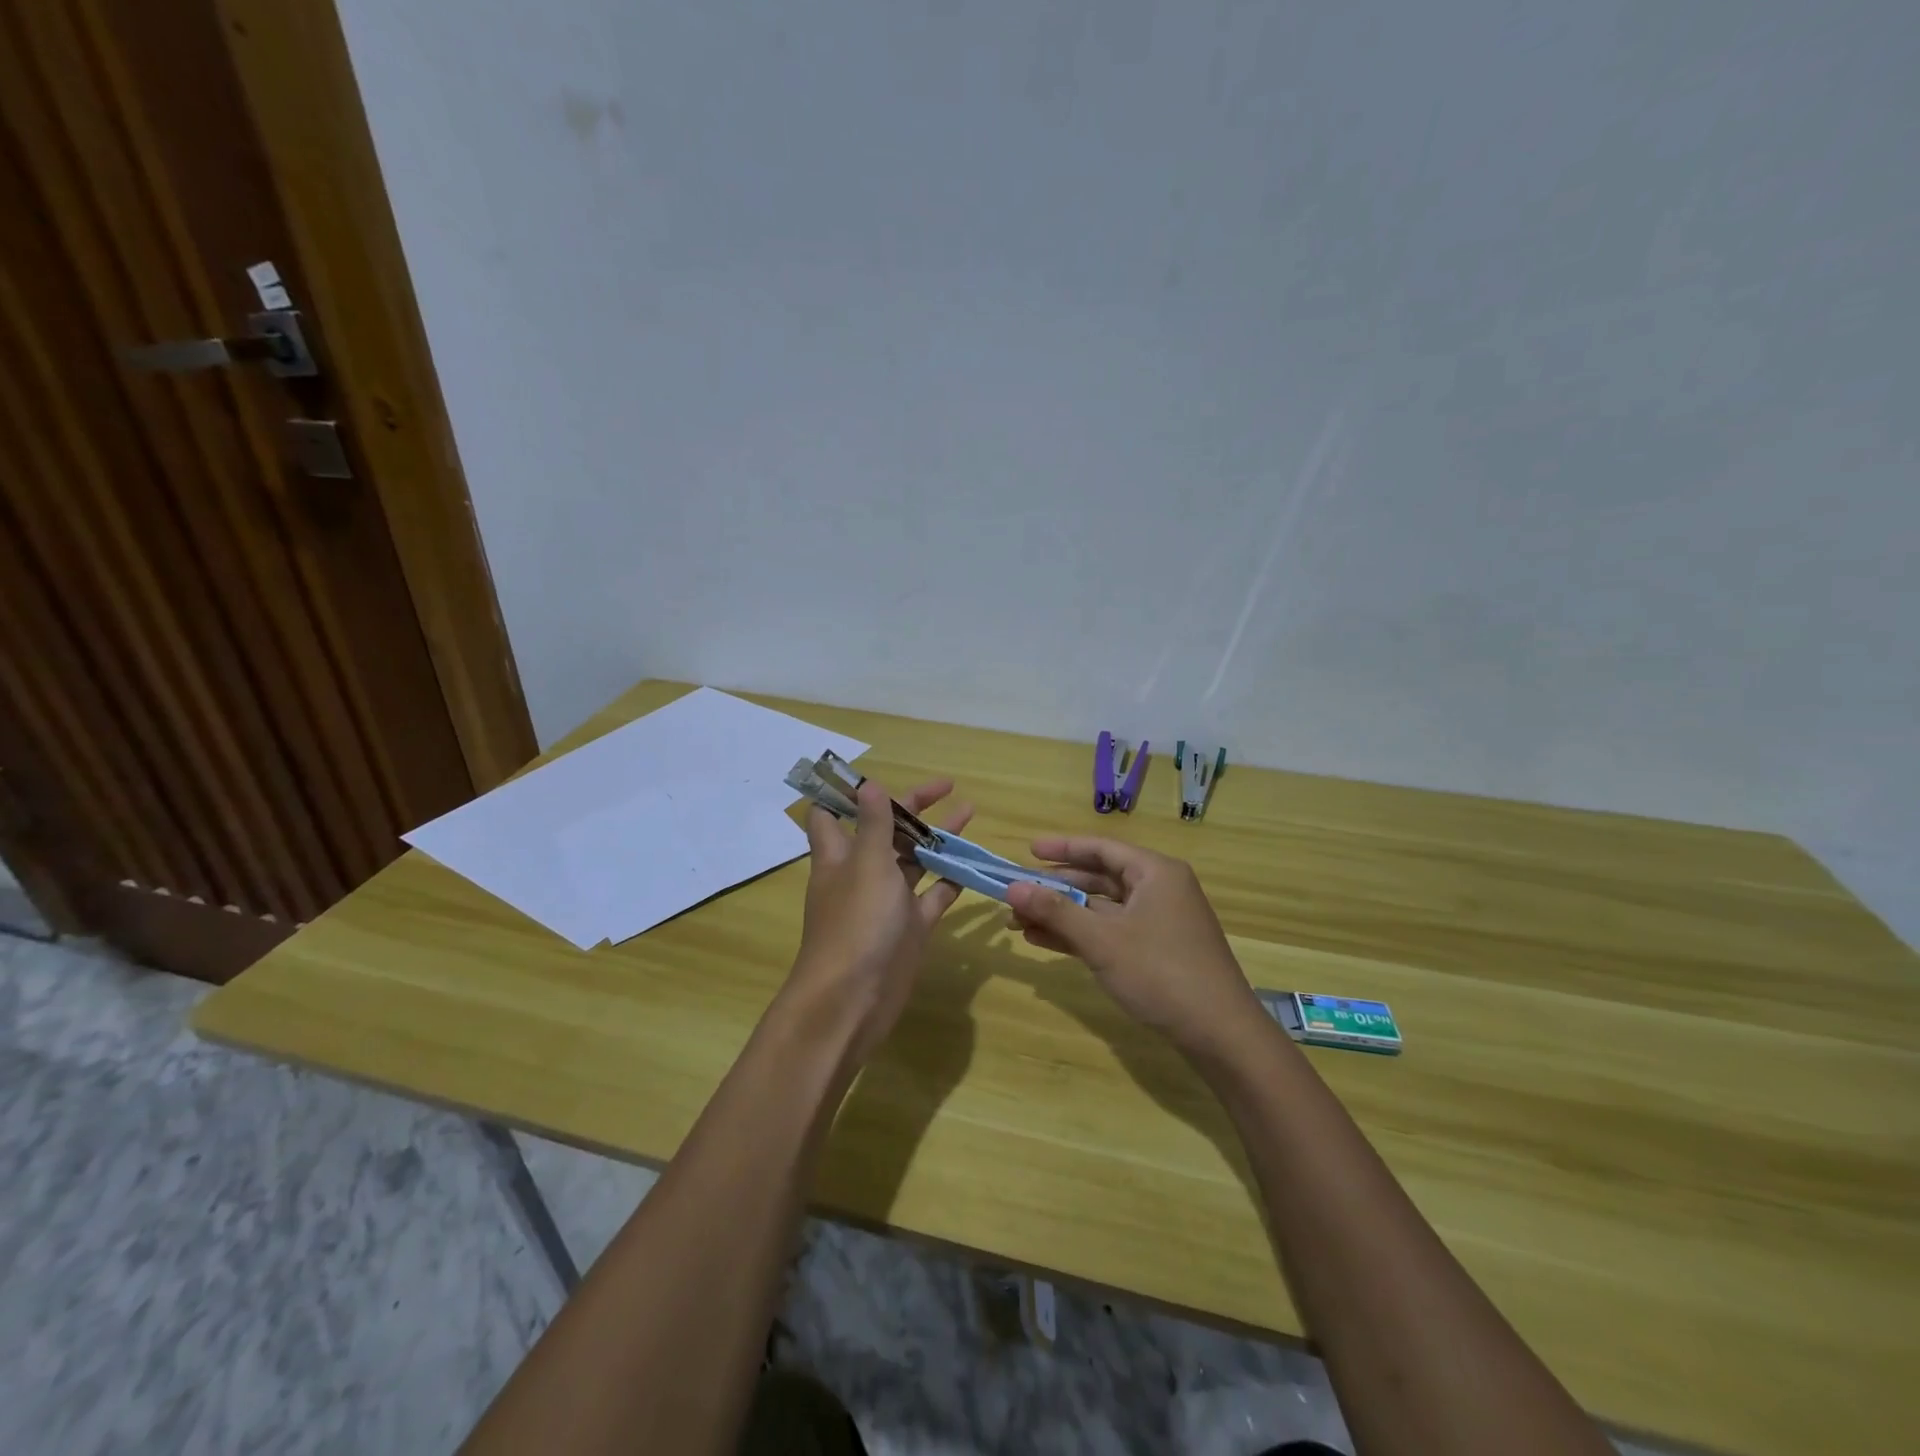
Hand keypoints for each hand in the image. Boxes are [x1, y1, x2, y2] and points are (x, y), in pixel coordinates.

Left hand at [787, 776, 972, 1063]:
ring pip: (913, 860)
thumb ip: (872, 825)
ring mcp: (887, 901)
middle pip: (885, 831)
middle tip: (947, 786)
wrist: (853, 1001)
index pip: (832, 814)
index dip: (848, 793)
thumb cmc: (856, 925)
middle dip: (911, 807)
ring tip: (969, 811)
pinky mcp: (910, 927)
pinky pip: (934, 895)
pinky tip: (973, 862)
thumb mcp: (866, 865)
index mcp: (840, 855)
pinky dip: (951, 878)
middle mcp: (862, 873)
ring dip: (936, 837)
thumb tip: (868, 784)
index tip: (874, 775)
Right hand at [1005, 838, 1262, 1056]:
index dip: (1062, 848)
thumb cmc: (1161, 973)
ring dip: (1062, 915)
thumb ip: (1056, 912)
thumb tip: (1012, 887)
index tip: (1027, 850)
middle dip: (1055, 888)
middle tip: (1016, 894)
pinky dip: (1080, 935)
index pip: (1101, 848)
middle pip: (1099, 878)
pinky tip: (1044, 941)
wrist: (1220, 1034)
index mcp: (1154, 872)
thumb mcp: (1102, 941)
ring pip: (1101, 908)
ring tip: (1019, 923)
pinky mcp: (1156, 950)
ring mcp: (1159, 921)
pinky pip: (1110, 931)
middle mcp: (1158, 889)